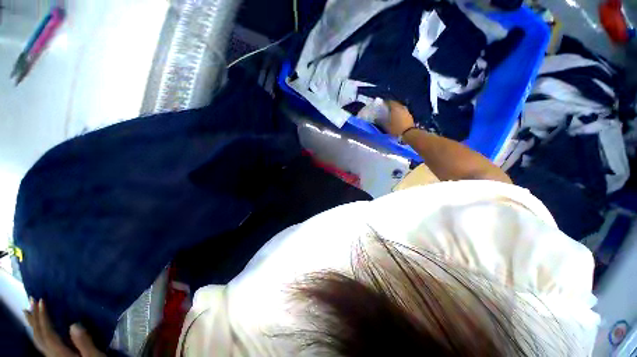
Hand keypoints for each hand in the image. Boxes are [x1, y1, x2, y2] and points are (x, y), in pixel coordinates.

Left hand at [24, 299, 104, 356]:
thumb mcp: (94, 356)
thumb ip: (84, 343)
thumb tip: (74, 324)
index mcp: (60, 352)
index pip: (47, 332)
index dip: (43, 316)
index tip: (41, 300)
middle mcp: (52, 354)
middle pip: (39, 335)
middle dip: (34, 318)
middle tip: (30, 301)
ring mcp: (52, 356)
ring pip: (38, 339)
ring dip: (33, 324)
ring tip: (29, 311)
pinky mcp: (55, 356)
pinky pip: (41, 343)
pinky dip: (37, 333)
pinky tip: (38, 329)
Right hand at [382, 101, 415, 136]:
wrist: (409, 133)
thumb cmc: (396, 129)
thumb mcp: (386, 126)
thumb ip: (381, 121)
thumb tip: (376, 119)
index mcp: (395, 109)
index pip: (389, 102)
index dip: (385, 103)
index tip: (382, 105)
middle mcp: (401, 108)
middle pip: (395, 104)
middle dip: (391, 105)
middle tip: (386, 108)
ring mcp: (406, 111)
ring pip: (399, 107)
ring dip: (396, 109)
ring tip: (392, 113)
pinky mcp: (409, 115)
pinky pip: (403, 111)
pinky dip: (400, 112)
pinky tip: (398, 117)